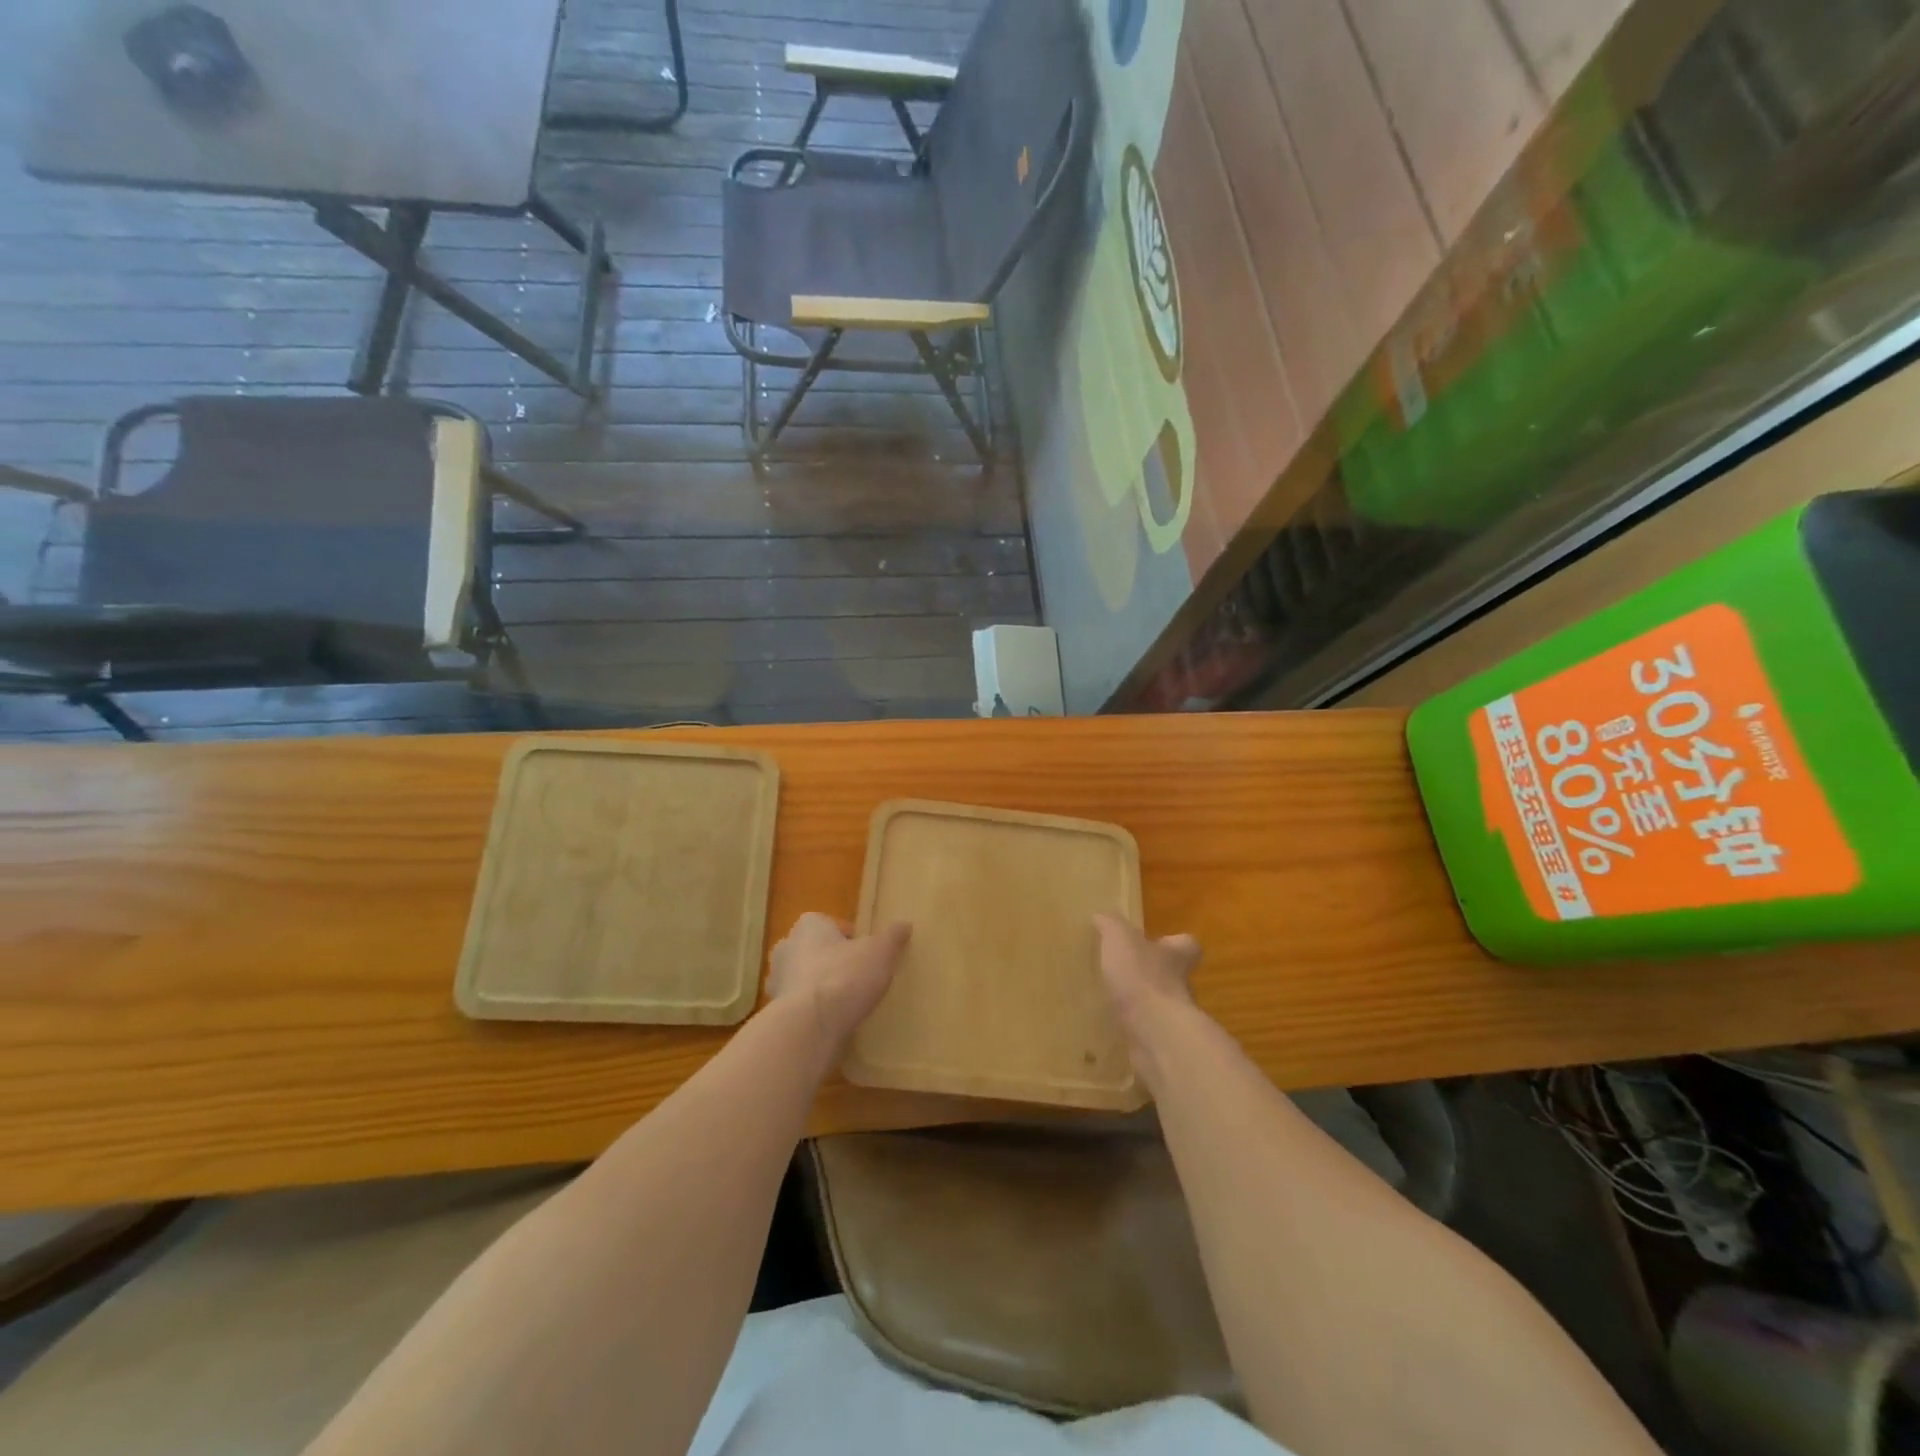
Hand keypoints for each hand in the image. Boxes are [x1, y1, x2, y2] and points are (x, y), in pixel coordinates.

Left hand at [766, 913, 910, 1051]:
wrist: (809, 1026)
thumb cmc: (845, 977)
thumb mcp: (880, 952)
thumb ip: (892, 937)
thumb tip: (905, 924)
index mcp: (809, 925)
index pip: (831, 924)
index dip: (850, 938)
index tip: (866, 954)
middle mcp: (786, 947)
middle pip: (815, 950)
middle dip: (832, 961)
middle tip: (857, 977)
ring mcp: (776, 981)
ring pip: (804, 978)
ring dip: (820, 987)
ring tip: (845, 1003)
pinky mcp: (776, 1012)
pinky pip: (798, 1005)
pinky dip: (812, 1010)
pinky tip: (831, 1022)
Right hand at [1093, 914, 1200, 1053]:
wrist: (1155, 1034)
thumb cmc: (1141, 977)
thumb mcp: (1120, 939)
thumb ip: (1111, 925)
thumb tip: (1101, 915)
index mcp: (1176, 956)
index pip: (1187, 944)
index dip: (1174, 942)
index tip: (1157, 942)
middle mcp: (1182, 986)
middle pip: (1174, 976)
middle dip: (1153, 975)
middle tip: (1125, 972)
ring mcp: (1174, 1018)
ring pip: (1160, 1005)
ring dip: (1142, 1003)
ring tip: (1112, 1000)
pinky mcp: (1162, 1043)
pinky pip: (1147, 1031)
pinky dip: (1133, 1029)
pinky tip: (1111, 1026)